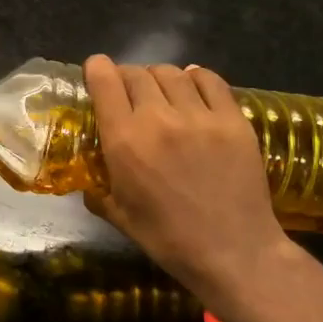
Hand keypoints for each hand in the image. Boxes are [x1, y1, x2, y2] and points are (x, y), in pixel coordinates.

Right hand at [82, 55, 311, 321]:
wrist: (233, 251)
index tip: (96, 71)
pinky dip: (196, 77)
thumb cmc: (167, 239)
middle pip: (137, 74)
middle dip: (126, 76)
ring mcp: (200, 116)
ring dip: (159, 77)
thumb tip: (88, 184)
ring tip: (161, 91)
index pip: (105, 82)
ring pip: (173, 73)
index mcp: (124, 141)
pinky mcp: (233, 120)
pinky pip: (211, 81)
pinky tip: (192, 84)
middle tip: (128, 91)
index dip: (97, 69)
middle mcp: (158, 118)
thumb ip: (98, 191)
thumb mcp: (119, 216)